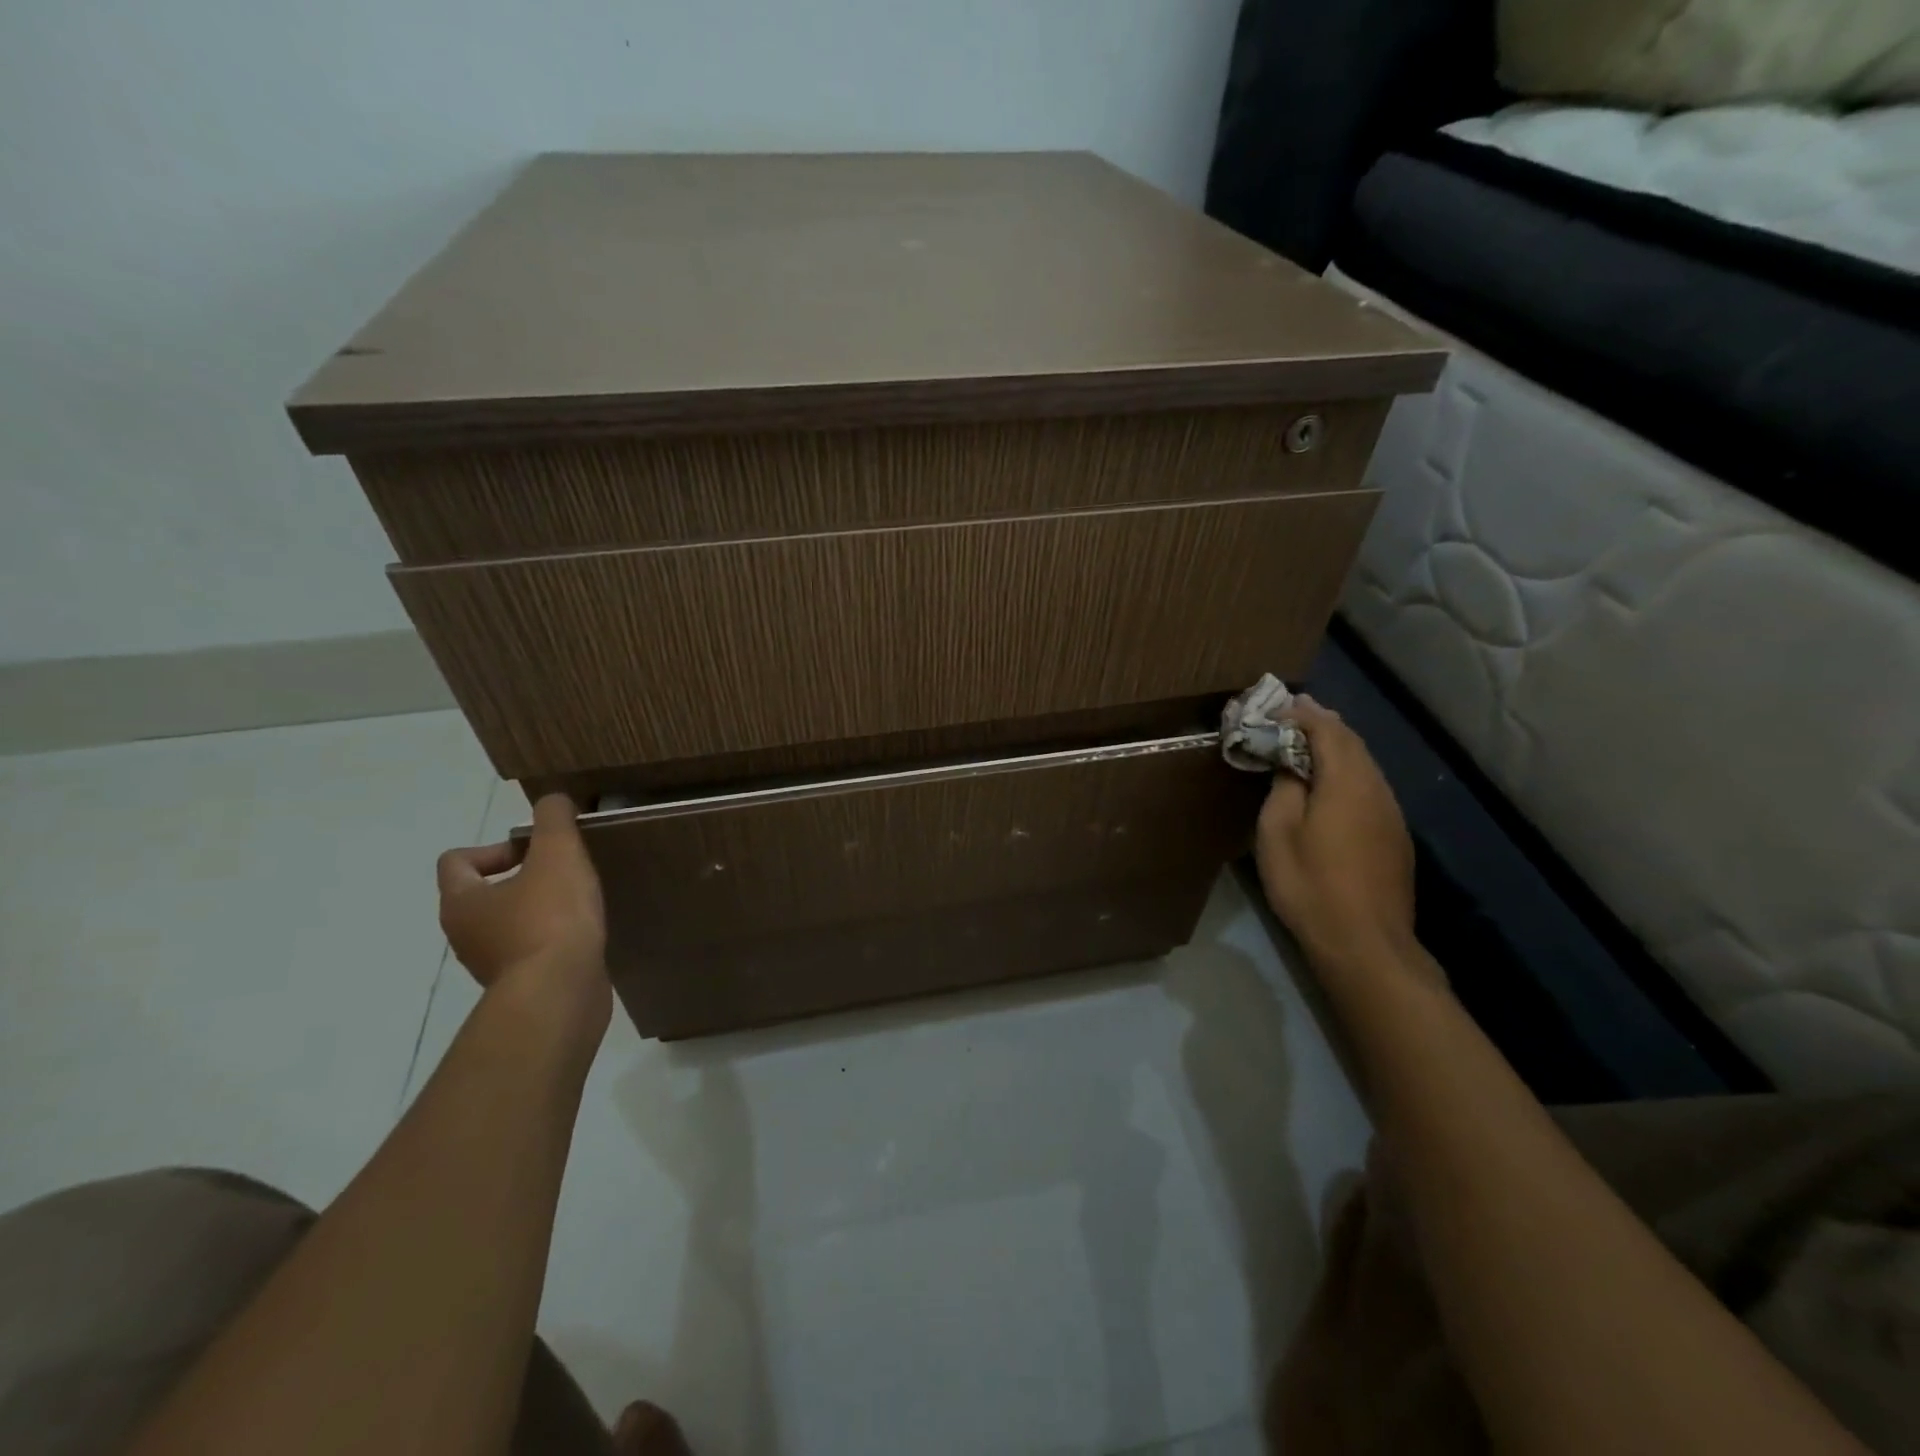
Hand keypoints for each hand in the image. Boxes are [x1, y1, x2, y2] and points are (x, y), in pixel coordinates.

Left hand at [436, 794, 608, 1013]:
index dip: (495, 847)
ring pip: (508, 924)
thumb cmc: (550, 918)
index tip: (536, 851)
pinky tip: (583, 934)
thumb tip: (553, 800)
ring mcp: (491, 965)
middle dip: (522, 877)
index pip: (456, 861)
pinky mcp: (521, 986)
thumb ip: (553, 819)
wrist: (560, 993)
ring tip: (579, 903)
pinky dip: (553, 939)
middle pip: (483, 893)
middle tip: (563, 873)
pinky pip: (532, 951)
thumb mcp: (558, 853)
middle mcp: (464, 935)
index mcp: (461, 901)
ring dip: (539, 909)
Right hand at [1255, 697, 1418, 975]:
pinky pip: (1370, 787)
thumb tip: (1292, 766)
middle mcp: (1377, 789)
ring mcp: (1391, 814)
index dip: (1302, 714)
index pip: (1327, 730)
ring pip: (1365, 764)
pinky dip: (1348, 771)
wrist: (1365, 942)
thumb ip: (1285, 788)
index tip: (1276, 706)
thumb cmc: (1310, 884)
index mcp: (1346, 782)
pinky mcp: (1395, 837)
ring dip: (1338, 746)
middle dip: (1323, 723)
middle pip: (1352, 743)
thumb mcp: (1278, 832)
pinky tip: (1332, 782)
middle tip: (1294, 711)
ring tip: (1310, 739)